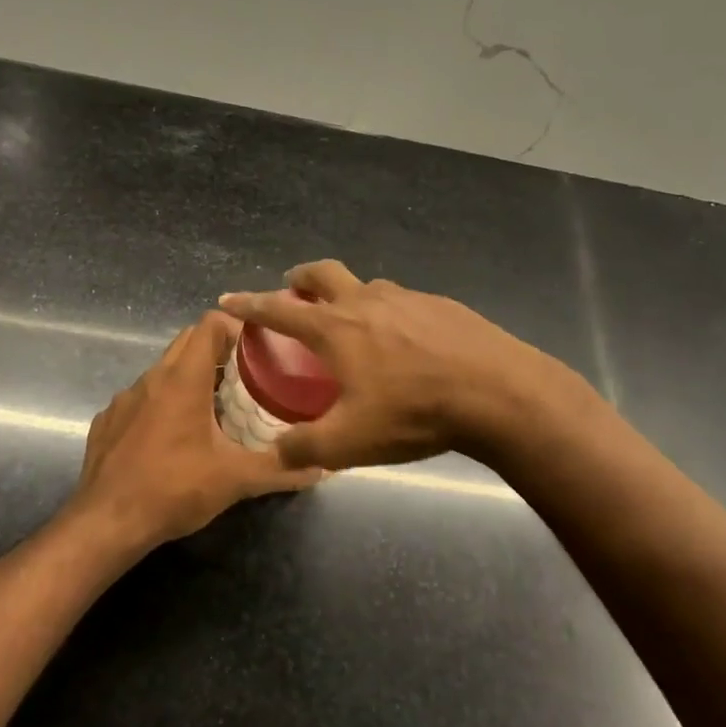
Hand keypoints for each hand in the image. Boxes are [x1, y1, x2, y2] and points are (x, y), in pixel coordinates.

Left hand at [68, 311, 322, 550]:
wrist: (106, 523)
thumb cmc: (174, 489)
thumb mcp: (235, 480)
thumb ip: (280, 469)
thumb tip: (320, 467)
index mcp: (183, 379)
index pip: (210, 324)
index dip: (236, 326)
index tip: (259, 347)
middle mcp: (152, 378)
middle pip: (187, 341)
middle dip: (217, 350)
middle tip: (246, 375)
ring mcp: (124, 399)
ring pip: (163, 371)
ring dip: (189, 379)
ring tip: (214, 408)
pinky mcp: (107, 421)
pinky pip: (140, 400)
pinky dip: (160, 406)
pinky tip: (172, 439)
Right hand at [217, 260, 557, 469]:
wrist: (498, 393)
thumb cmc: (414, 412)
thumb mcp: (350, 442)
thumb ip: (305, 448)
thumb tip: (277, 453)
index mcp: (335, 328)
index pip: (279, 309)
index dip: (249, 305)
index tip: (227, 299)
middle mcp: (366, 301)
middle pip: (324, 273)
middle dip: (301, 277)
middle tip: (293, 287)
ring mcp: (408, 298)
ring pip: (367, 286)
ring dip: (349, 294)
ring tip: (353, 320)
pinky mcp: (442, 305)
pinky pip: (403, 301)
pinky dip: (389, 311)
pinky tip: (407, 340)